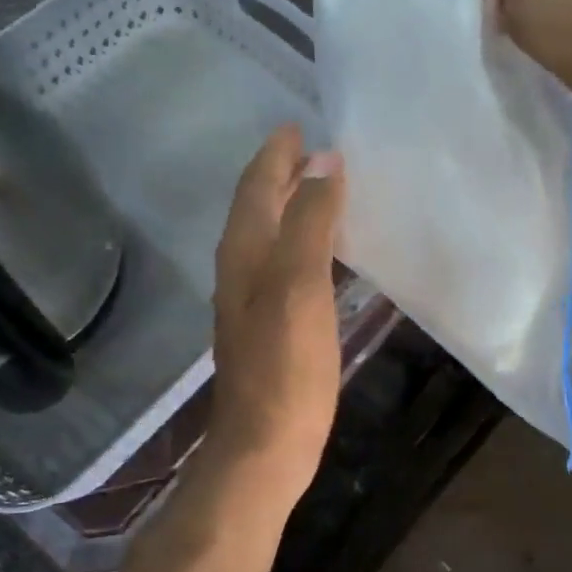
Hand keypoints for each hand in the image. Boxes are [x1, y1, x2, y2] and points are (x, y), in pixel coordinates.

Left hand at [207, 125, 346, 515]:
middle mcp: (243, 268)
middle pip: (260, 206)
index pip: (257, 186)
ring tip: (326, 185)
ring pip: (272, 234)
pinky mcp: (274, 323)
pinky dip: (305, 239)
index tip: (300, 124)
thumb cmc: (286, 365)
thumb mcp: (300, 284)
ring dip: (294, 204)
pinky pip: (288, 261)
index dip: (276, 154)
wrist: (266, 446)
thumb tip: (324, 162)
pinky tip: (328, 248)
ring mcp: (255, 298)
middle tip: (318, 148)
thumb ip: (309, 221)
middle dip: (283, 173)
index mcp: (245, 252)